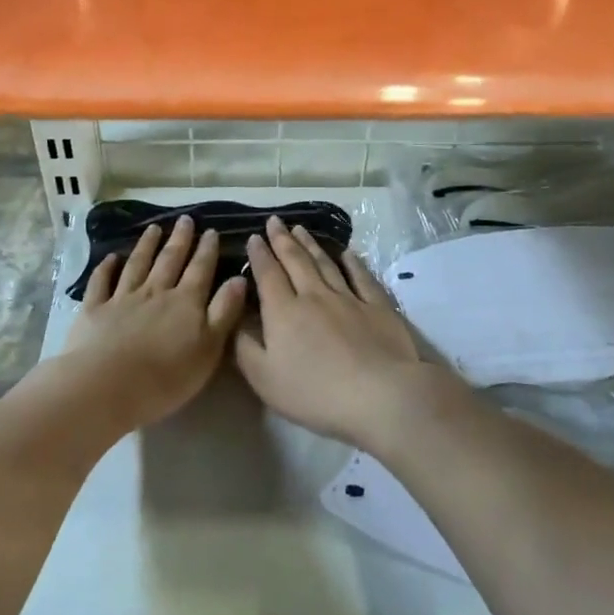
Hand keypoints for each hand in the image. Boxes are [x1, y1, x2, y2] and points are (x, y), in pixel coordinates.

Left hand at [64, 216, 247, 427]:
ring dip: (146, 246)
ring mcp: (122, 299)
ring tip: (154, 228)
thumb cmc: (166, 376)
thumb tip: (239, 278)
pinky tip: (111, 258)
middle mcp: (155, 292)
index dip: (207, 250)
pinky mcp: (94, 310)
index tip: (211, 231)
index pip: (200, 269)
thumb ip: (224, 311)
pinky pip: (101, 283)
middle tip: (184, 219)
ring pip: (137, 265)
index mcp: (186, 302)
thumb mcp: (209, 348)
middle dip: (179, 239)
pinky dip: (106, 268)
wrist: (107, 386)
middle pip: (169, 260)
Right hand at [235, 216, 431, 449]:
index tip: (254, 236)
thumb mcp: (265, 379)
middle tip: (275, 221)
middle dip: (282, 239)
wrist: (379, 394)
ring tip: (300, 229)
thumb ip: (245, 347)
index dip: (260, 255)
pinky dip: (353, 263)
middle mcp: (314, 296)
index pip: (268, 275)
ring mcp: (348, 298)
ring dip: (311, 244)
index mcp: (284, 312)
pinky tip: (348, 253)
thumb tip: (234, 319)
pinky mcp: (377, 306)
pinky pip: (361, 277)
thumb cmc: (315, 393)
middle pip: (295, 261)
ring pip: (325, 263)